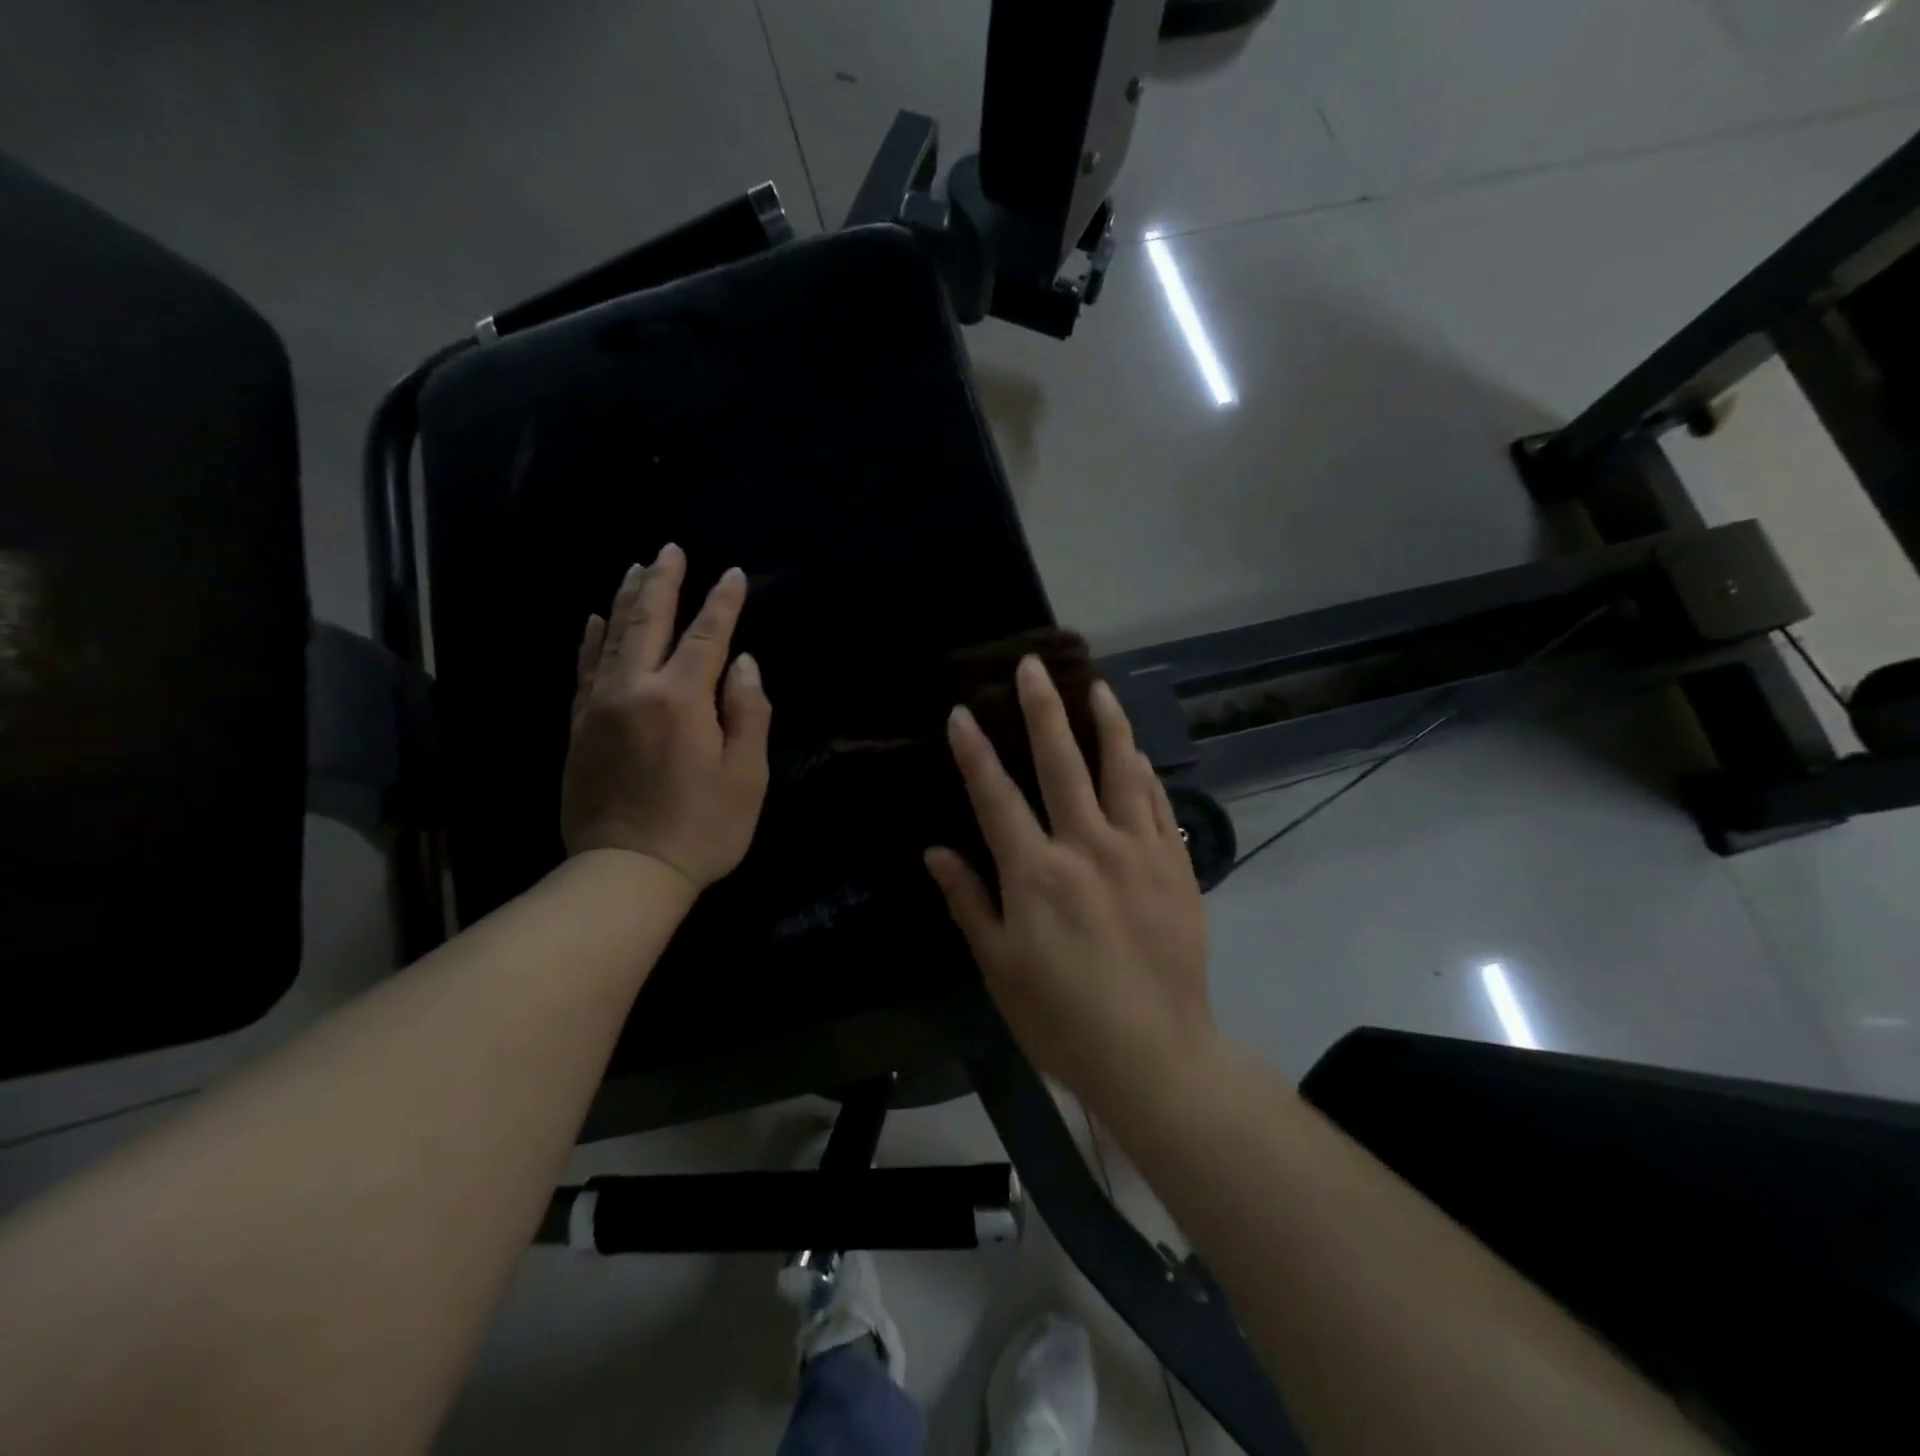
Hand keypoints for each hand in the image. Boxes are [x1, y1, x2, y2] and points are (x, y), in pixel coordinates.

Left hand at [560, 544, 771, 892]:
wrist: (626, 872)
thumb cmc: (702, 827)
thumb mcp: (747, 776)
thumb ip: (749, 713)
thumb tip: (744, 664)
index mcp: (681, 699)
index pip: (706, 637)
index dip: (723, 603)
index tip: (734, 574)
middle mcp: (634, 689)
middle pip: (648, 621)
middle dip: (663, 582)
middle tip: (671, 549)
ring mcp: (599, 706)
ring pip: (611, 637)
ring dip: (626, 600)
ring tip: (636, 569)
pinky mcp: (579, 726)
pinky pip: (583, 668)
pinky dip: (590, 639)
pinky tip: (593, 620)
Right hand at [924, 656, 1213, 1109]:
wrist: (1155, 1054)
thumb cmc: (1063, 1019)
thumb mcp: (1000, 968)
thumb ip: (969, 902)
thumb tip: (936, 852)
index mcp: (1035, 874)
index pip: (996, 797)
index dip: (975, 752)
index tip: (962, 713)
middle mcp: (1086, 848)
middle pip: (1060, 763)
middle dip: (1042, 710)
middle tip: (1032, 666)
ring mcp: (1138, 852)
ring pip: (1120, 770)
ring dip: (1105, 723)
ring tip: (1096, 686)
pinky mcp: (1175, 866)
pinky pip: (1156, 804)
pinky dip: (1142, 772)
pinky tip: (1134, 751)